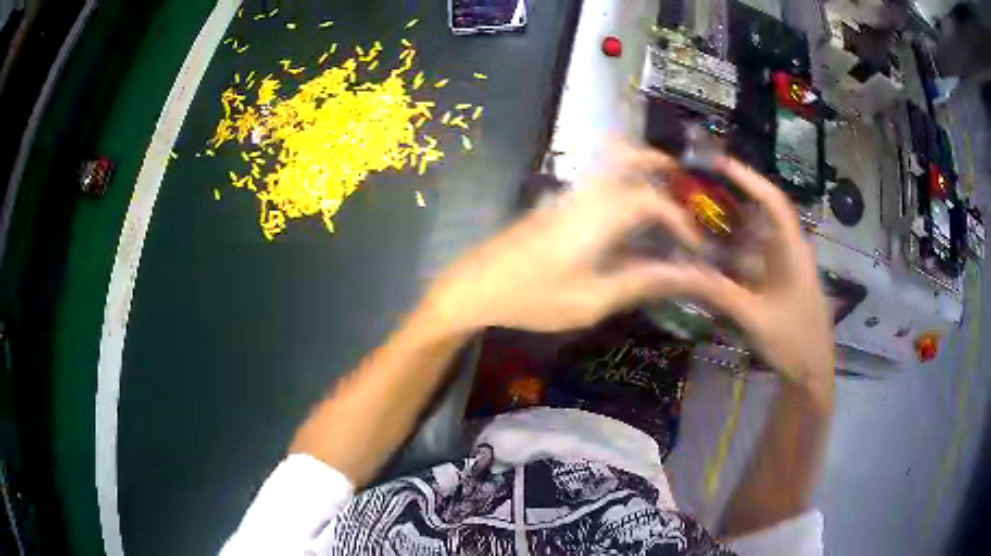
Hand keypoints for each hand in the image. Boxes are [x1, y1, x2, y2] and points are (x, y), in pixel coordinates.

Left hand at [424, 144, 711, 332]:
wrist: (474, 286)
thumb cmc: (532, 297)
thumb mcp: (591, 301)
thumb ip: (639, 283)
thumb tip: (681, 276)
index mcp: (596, 217)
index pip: (650, 200)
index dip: (678, 218)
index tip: (693, 244)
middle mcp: (582, 195)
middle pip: (621, 155)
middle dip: (653, 160)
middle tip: (677, 178)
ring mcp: (564, 196)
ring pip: (605, 163)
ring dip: (636, 168)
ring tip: (658, 194)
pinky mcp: (554, 204)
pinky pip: (594, 180)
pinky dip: (618, 182)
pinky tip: (625, 215)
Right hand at [690, 157, 833, 388]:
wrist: (813, 372)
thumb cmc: (793, 341)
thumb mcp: (755, 318)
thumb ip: (719, 293)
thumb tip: (679, 272)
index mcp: (792, 250)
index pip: (772, 201)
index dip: (747, 178)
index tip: (718, 164)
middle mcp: (790, 250)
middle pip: (762, 213)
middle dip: (732, 198)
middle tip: (698, 190)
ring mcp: (786, 267)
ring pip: (757, 237)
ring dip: (731, 228)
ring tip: (698, 219)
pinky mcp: (780, 282)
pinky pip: (755, 258)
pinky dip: (735, 254)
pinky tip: (713, 258)